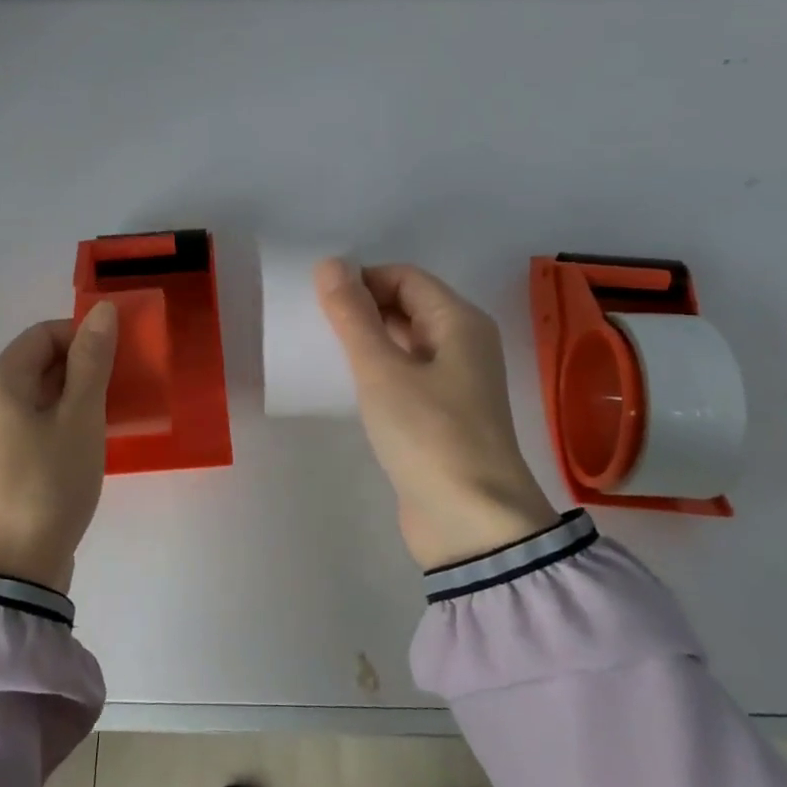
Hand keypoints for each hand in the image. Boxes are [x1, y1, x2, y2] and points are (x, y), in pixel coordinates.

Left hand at [0, 302, 117, 592]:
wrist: (16, 568)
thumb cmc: (50, 483)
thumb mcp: (80, 417)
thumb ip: (92, 361)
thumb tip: (102, 310)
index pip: (44, 333)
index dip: (84, 334)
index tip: (121, 356)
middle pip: (39, 361)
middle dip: (84, 365)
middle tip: (124, 384)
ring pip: (41, 393)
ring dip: (78, 394)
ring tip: (115, 411)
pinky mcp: (3, 460)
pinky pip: (36, 421)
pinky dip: (65, 419)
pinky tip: (92, 438)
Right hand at [316, 260, 559, 569]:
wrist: (471, 522)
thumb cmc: (429, 434)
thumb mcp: (382, 370)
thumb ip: (353, 316)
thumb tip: (330, 264)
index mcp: (459, 322)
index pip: (405, 277)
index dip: (362, 280)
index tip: (320, 301)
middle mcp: (463, 344)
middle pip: (407, 306)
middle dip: (362, 308)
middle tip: (315, 325)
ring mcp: (455, 382)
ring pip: (404, 342)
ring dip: (367, 340)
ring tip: (324, 351)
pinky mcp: (442, 415)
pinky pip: (405, 375)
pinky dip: (377, 371)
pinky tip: (348, 385)